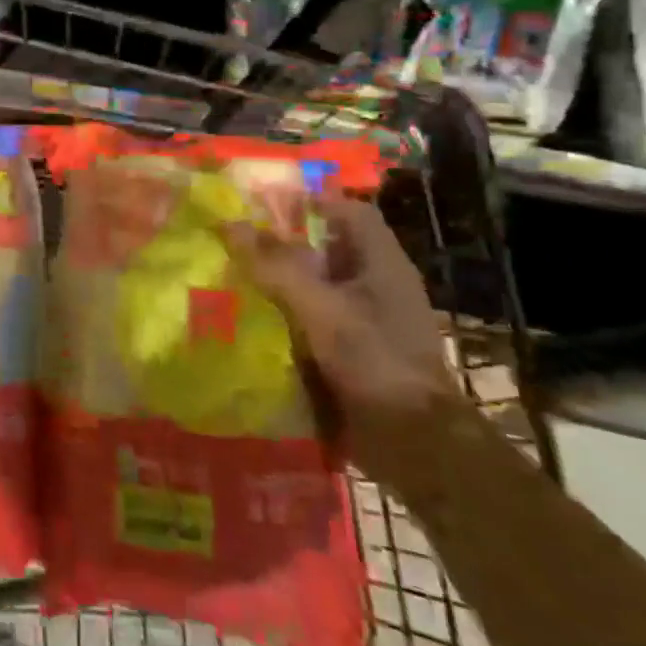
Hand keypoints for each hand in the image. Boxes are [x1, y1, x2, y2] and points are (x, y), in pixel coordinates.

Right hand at [227, 197, 469, 487]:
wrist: (415, 445)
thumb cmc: (376, 362)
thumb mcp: (321, 308)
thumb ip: (276, 266)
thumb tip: (230, 224)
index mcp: (381, 264)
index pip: (349, 212)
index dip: (310, 201)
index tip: (261, 203)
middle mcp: (375, 286)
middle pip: (326, 249)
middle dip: (282, 243)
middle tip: (234, 239)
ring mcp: (365, 322)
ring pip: (315, 286)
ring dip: (278, 282)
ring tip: (231, 275)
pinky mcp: (352, 353)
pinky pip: (312, 321)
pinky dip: (284, 317)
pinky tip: (249, 320)